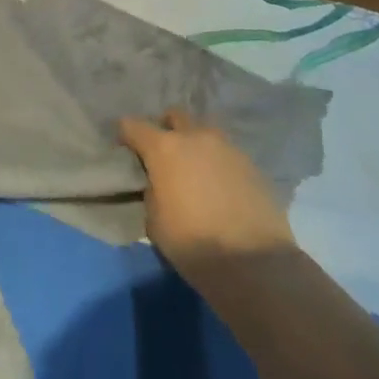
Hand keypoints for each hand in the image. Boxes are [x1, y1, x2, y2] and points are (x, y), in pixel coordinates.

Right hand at [120, 109, 294, 280]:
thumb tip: (159, 183)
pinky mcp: (250, 162)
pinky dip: (216, 162)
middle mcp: (196, 137)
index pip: (134, 126)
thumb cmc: (194, 244)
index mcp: (165, 148)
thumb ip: (152, 192)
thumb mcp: (155, 223)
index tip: (123, 145)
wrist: (254, 262)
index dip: (125, 133)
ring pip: (203, 132)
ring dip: (194, 143)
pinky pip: (225, 152)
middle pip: (174, 116)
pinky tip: (218, 185)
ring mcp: (227, 146)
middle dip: (164, 128)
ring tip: (193, 169)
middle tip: (162, 153)